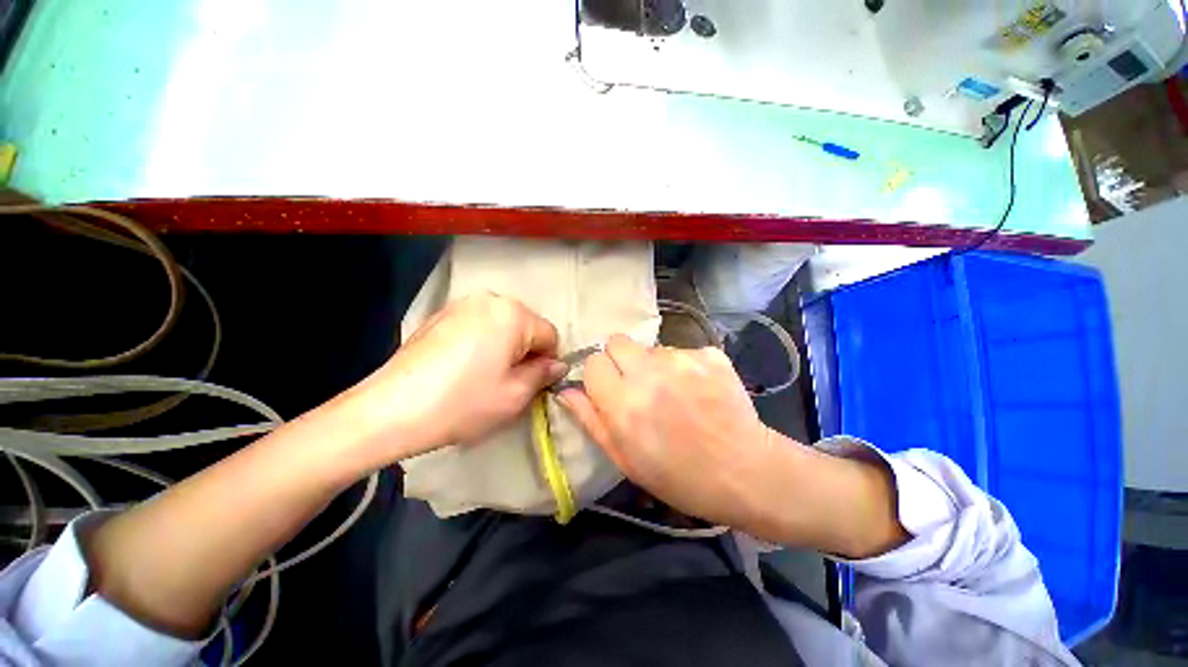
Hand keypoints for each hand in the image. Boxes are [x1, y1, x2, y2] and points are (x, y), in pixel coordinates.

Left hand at [336, 292, 567, 464]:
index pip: (549, 335)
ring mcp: (461, 304)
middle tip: (506, 382)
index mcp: (513, 313)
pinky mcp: (440, 314)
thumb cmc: (463, 403)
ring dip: (503, 347)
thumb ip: (544, 375)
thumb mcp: (515, 395)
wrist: (390, 410)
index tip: (531, 384)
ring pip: (502, 325)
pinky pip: (477, 326)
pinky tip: (461, 367)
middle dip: (524, 352)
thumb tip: (558, 365)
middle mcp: (489, 299)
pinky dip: (480, 343)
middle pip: (526, 327)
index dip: (546, 362)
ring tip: (482, 375)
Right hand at [559, 334, 772, 529]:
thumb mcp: (624, 458)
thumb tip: (566, 390)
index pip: (593, 362)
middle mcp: (649, 374)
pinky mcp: (709, 354)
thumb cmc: (678, 476)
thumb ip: (590, 419)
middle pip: (617, 341)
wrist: (745, 472)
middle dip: (620, 360)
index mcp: (623, 404)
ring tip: (673, 393)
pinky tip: (697, 390)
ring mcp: (682, 360)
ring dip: (654, 365)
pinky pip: (681, 350)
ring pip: (650, 347)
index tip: (611, 391)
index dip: (599, 377)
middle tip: (637, 385)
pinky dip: (683, 366)